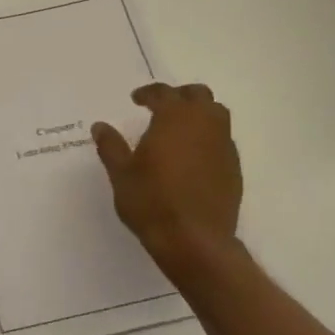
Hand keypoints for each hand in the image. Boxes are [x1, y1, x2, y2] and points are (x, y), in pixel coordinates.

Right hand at [92, 83, 243, 283]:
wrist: (195, 240)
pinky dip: (207, 138)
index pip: (163, 94)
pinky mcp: (233, 168)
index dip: (148, 93)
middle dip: (179, 96)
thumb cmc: (151, 202)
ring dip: (198, 114)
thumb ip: (111, 146)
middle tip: (161, 108)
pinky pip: (222, 140)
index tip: (136, 99)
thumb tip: (100, 126)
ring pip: (216, 115)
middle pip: (198, 95)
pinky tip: (192, 157)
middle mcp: (204, 125)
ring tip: (178, 130)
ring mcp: (223, 146)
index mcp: (174, 119)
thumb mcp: (121, 174)